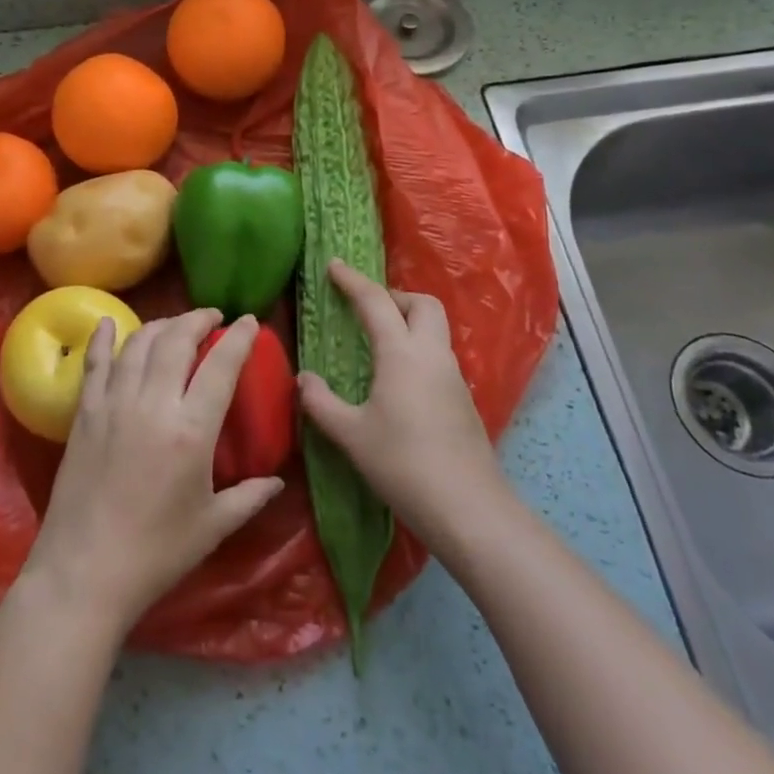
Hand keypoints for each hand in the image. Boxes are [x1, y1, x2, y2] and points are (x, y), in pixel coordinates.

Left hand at [22, 309, 284, 635]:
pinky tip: (108, 322)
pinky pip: (95, 363)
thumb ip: (249, 497)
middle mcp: (152, 404)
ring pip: (139, 343)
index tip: (250, 321)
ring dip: (161, 325)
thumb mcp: (212, 527)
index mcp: (191, 430)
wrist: (84, 573)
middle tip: (212, 317)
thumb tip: (277, 481)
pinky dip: (102, 338)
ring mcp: (114, 404)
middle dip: (198, 319)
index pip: (221, 366)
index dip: (239, 338)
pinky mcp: (84, 413)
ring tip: (176, 325)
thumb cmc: (155, 554)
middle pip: (176, 340)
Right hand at [298, 260, 506, 546]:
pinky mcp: (462, 399)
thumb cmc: (403, 465)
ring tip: (378, 342)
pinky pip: (438, 355)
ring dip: (408, 322)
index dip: (352, 280)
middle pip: (422, 303)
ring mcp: (453, 376)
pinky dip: (417, 349)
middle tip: (365, 309)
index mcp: (401, 353)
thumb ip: (321, 403)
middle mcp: (431, 354)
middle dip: (394, 296)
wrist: (469, 509)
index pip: (376, 302)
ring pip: (434, 329)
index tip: (333, 265)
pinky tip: (398, 380)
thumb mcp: (351, 435)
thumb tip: (304, 379)